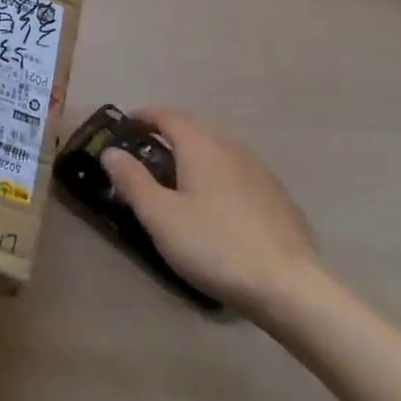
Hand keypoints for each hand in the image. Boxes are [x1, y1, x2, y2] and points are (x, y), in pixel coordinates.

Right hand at [102, 108, 316, 316]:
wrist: (289, 285)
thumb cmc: (214, 245)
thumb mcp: (160, 217)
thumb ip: (132, 180)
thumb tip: (111, 151)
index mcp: (201, 145)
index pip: (168, 115)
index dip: (145, 116)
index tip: (126, 123)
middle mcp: (231, 147)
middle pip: (196, 127)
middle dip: (169, 130)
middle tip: (146, 147)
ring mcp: (259, 170)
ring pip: (219, 148)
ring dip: (195, 150)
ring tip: (178, 172)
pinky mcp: (277, 196)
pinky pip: (238, 170)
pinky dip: (218, 171)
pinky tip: (217, 199)